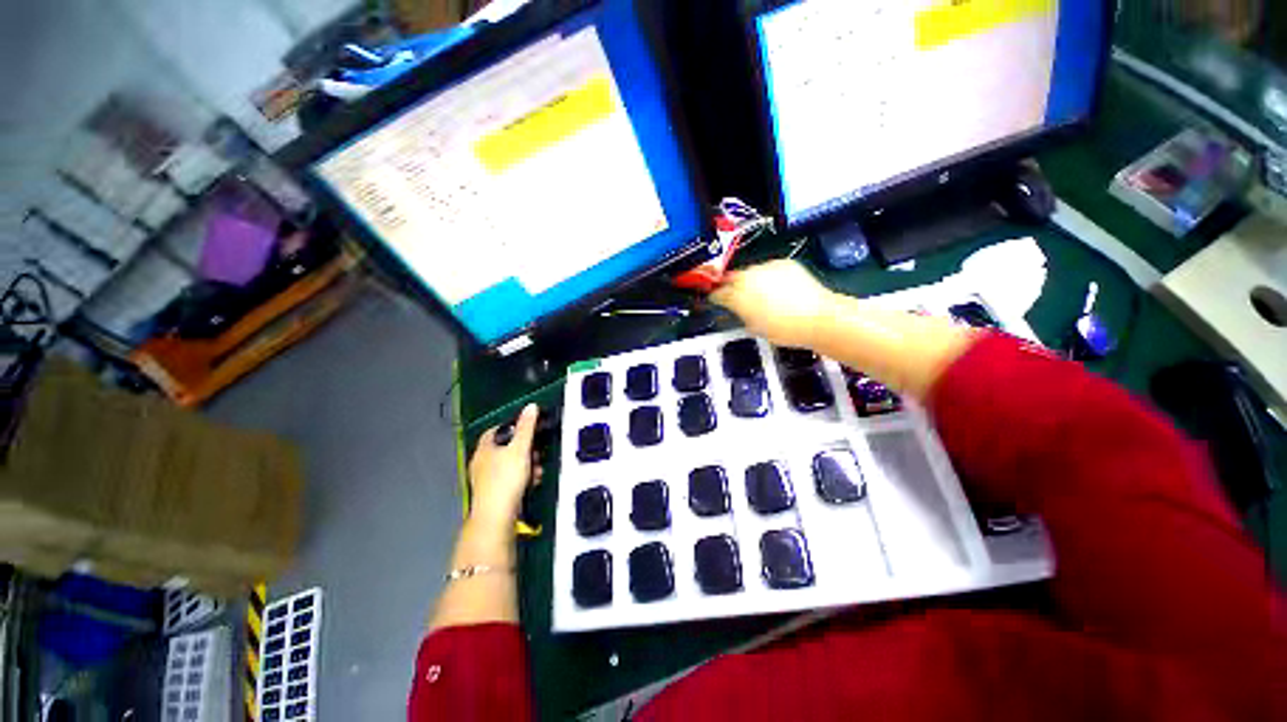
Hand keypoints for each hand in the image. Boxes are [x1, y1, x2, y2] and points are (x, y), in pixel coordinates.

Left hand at [468, 403, 540, 531]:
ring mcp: (485, 480)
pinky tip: (532, 482)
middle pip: (504, 448)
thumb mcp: (521, 448)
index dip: (512, 427)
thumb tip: (531, 406)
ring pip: (509, 464)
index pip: (495, 430)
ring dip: (525, 464)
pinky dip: (521, 478)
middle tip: (536, 452)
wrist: (496, 517)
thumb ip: (527, 427)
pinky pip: (509, 479)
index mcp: (484, 449)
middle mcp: (481, 463)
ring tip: (537, 469)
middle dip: (524, 449)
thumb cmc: (506, 479)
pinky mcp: (492, 494)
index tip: (528, 430)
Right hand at [710, 260, 833, 348]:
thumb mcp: (754, 327)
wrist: (817, 318)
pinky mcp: (783, 263)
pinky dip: (768, 276)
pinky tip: (776, 287)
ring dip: (750, 280)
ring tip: (759, 292)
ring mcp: (766, 267)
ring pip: (750, 271)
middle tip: (736, 296)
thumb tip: (738, 309)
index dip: (715, 297)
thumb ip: (741, 314)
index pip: (718, 293)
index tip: (716, 300)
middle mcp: (748, 277)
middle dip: (731, 286)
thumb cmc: (784, 330)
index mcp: (737, 296)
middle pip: (731, 278)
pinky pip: (768, 268)